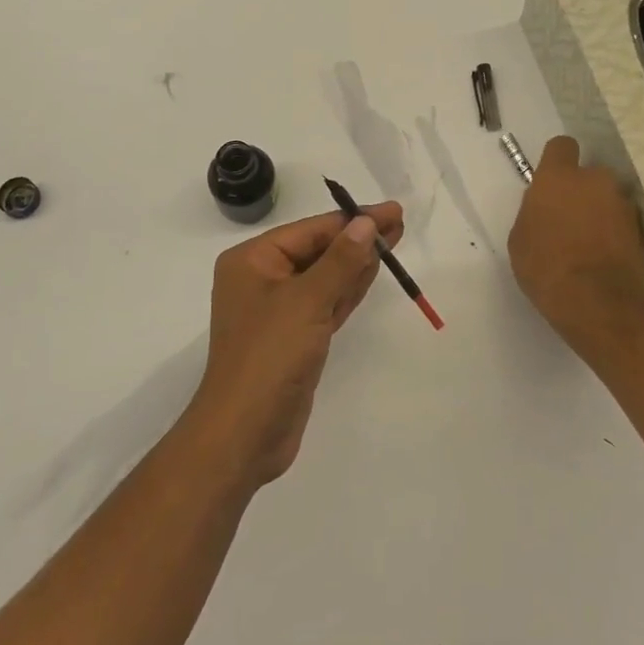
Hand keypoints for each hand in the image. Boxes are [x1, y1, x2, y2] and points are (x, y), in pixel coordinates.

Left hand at [184, 201, 403, 488]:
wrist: (245, 433)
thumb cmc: (269, 356)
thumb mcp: (307, 301)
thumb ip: (340, 261)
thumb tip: (365, 223)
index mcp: (252, 261)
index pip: (310, 230)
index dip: (352, 219)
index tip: (391, 211)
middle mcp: (262, 279)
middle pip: (318, 250)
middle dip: (357, 238)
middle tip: (398, 223)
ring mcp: (278, 310)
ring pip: (324, 277)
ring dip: (357, 261)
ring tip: (393, 240)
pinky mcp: (294, 337)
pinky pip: (325, 303)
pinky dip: (348, 289)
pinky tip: (372, 272)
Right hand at [507, 136, 643, 344]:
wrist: (599, 305)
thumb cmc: (546, 267)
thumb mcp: (520, 239)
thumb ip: (534, 212)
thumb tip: (546, 208)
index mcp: (559, 177)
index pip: (562, 146)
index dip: (556, 161)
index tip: (551, 182)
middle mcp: (596, 181)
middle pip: (589, 174)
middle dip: (581, 190)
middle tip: (569, 219)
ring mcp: (624, 205)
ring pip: (608, 199)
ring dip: (600, 212)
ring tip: (589, 244)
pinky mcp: (643, 231)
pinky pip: (623, 223)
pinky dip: (615, 234)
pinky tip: (604, 258)